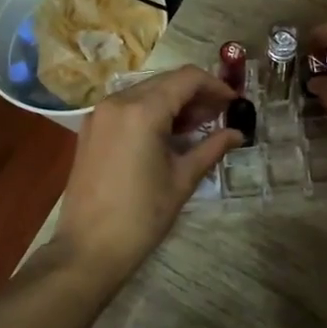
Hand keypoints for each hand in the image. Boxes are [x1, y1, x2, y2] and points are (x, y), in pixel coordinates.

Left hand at [53, 65, 239, 281]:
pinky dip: (152, 112)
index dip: (216, 85)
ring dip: (174, 102)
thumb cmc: (141, 216)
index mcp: (142, 111)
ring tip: (200, 126)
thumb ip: (212, 148)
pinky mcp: (91, 129)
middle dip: (196, 94)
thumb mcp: (182, 180)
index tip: (235, 103)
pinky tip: (169, 135)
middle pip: (166, 81)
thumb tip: (238, 134)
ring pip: (146, 92)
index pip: (187, 78)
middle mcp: (117, 102)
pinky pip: (128, 107)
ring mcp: (99, 114)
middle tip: (221, 115)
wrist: (88, 249)